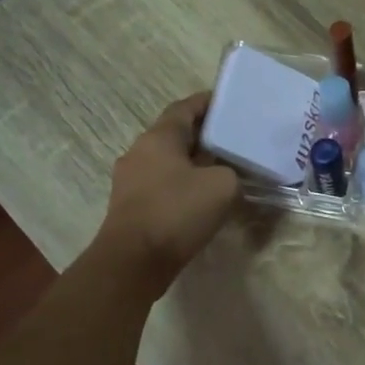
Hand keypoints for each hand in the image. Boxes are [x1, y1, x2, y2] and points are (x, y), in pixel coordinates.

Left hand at [91, 93, 239, 294]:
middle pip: (175, 134)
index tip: (230, 103)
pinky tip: (202, 198)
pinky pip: (162, 184)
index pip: (184, 107)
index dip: (208, 102)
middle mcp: (140, 152)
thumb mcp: (223, 186)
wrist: (134, 262)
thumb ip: (231, 171)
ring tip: (222, 170)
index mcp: (159, 137)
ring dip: (193, 162)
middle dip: (204, 135)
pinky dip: (183, 184)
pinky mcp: (130, 206)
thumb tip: (225, 174)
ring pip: (168, 161)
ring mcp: (130, 180)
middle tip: (234, 140)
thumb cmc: (177, 212)